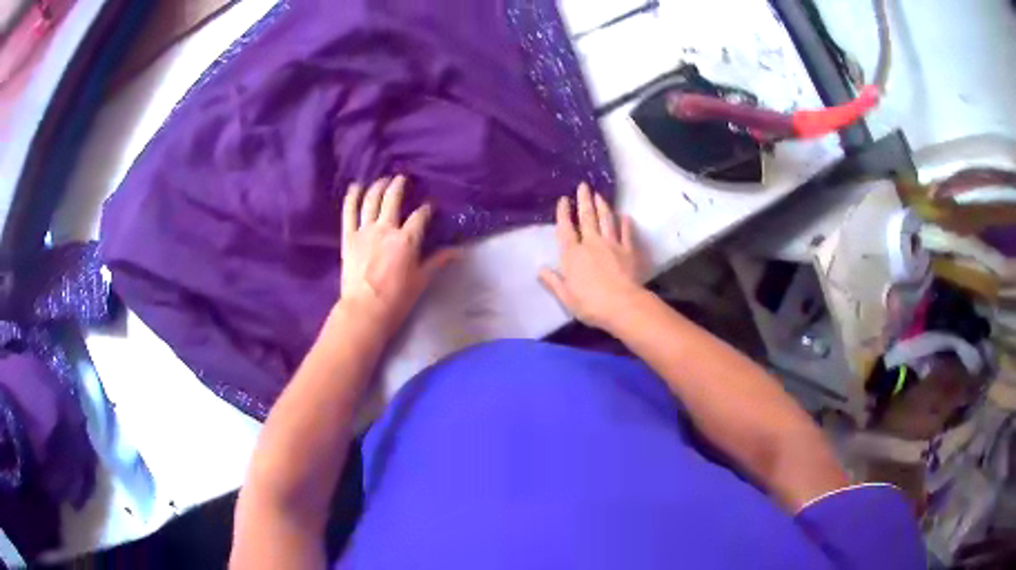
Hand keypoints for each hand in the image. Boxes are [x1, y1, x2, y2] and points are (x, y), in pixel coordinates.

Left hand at [339, 175, 456, 334]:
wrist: (365, 310)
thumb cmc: (397, 298)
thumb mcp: (422, 280)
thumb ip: (438, 261)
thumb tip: (459, 251)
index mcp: (407, 239)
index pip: (420, 216)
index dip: (427, 208)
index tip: (430, 206)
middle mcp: (386, 228)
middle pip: (393, 198)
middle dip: (399, 185)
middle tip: (402, 179)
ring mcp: (365, 231)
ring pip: (371, 200)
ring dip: (378, 186)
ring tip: (383, 180)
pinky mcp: (349, 237)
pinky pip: (349, 212)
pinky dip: (351, 197)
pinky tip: (355, 186)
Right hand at [539, 183, 644, 329]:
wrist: (622, 305)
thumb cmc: (590, 304)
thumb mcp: (566, 296)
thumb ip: (553, 281)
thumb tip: (540, 269)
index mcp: (572, 254)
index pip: (565, 229)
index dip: (563, 213)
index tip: (563, 200)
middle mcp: (591, 243)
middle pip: (587, 218)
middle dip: (584, 200)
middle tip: (583, 185)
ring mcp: (612, 245)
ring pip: (606, 220)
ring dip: (602, 206)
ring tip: (599, 194)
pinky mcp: (628, 250)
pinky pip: (626, 233)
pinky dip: (625, 223)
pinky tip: (625, 216)